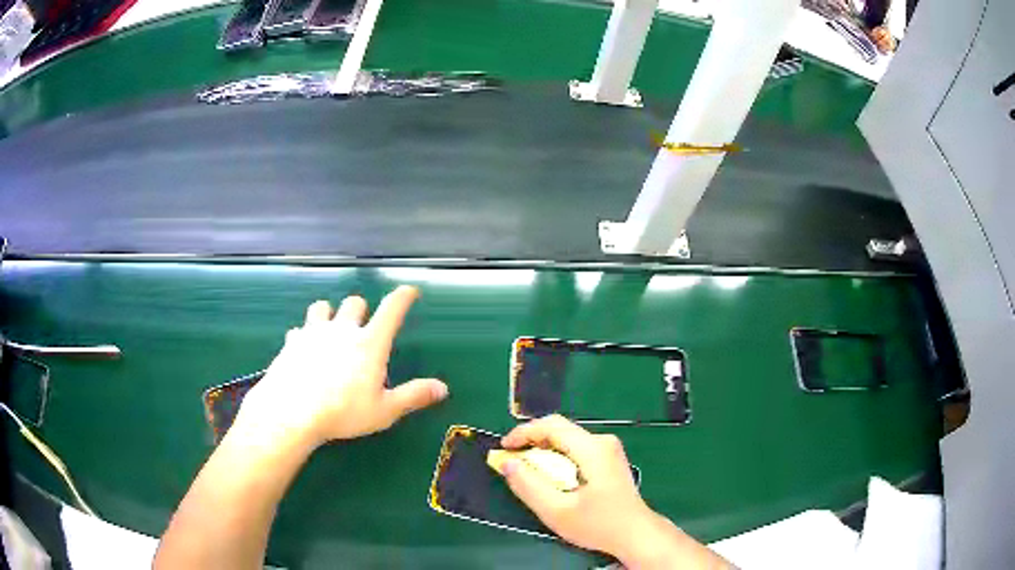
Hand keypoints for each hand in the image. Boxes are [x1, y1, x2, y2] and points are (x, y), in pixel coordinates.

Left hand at [236, 286, 448, 450]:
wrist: (291, 412)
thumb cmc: (342, 412)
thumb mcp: (384, 410)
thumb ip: (413, 396)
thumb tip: (442, 388)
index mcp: (369, 343)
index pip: (391, 309)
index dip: (403, 296)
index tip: (410, 290)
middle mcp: (342, 329)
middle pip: (354, 302)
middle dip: (361, 310)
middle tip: (362, 327)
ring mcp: (313, 332)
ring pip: (322, 307)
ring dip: (329, 314)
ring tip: (330, 331)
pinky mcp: (291, 342)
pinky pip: (299, 329)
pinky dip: (304, 335)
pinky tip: (304, 350)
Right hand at [501, 416, 727, 568]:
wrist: (636, 534)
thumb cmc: (598, 524)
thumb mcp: (557, 511)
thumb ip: (529, 486)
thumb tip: (508, 463)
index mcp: (593, 449)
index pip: (552, 425)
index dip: (524, 432)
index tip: (504, 449)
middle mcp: (603, 442)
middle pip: (561, 430)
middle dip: (532, 442)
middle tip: (512, 461)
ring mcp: (609, 449)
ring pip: (568, 440)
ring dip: (544, 450)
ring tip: (527, 470)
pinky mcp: (610, 459)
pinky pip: (577, 449)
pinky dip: (557, 457)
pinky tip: (550, 476)